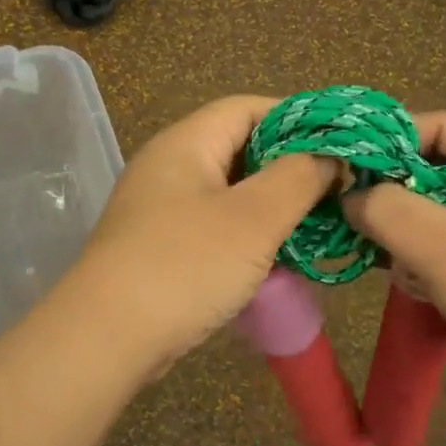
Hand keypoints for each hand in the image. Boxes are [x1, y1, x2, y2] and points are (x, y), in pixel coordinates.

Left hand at [65, 96, 336, 376]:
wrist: (107, 337)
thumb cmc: (185, 265)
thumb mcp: (253, 218)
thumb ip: (298, 178)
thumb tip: (328, 156)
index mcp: (185, 143)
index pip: (246, 108)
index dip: (296, 118)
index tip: (338, 144)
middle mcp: (168, 167)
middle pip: (238, 149)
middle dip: (288, 167)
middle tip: (334, 191)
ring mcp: (160, 209)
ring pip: (228, 193)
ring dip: (270, 206)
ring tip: (314, 226)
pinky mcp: (159, 247)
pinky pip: (213, 227)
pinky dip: (246, 236)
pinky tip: (276, 259)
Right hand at [342, 112, 445, 408]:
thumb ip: (390, 211)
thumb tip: (349, 197)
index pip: (442, 127)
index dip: (394, 138)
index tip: (349, 167)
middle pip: (436, 172)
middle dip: (392, 193)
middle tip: (356, 220)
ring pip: (437, 216)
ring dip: (403, 234)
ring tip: (384, 261)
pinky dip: (422, 264)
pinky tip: (412, 289)